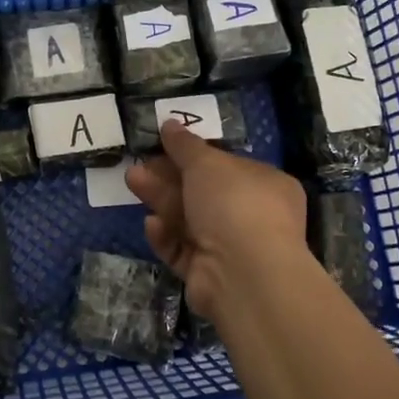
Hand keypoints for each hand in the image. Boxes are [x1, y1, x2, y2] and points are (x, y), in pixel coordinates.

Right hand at [125, 121, 308, 320]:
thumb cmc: (234, 204)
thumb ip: (185, 145)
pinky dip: (167, 237)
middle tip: (139, 163)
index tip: (164, 145)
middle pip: (203, 193)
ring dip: (161, 200)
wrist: (242, 273)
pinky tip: (152, 224)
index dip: (195, 155)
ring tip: (131, 180)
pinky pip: (183, 250)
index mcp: (266, 185)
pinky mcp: (209, 275)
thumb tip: (170, 124)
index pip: (228, 166)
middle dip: (168, 177)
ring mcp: (231, 249)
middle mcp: (253, 217)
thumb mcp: (207, 163)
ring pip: (189, 220)